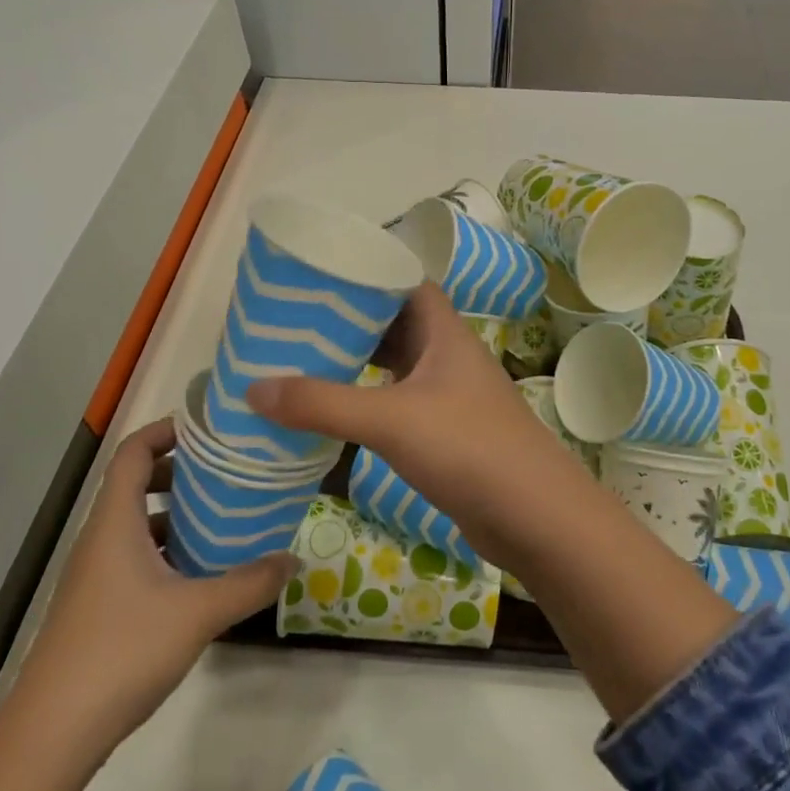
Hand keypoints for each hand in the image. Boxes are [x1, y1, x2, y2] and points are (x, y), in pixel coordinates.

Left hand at [16, 420, 294, 770]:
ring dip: (175, 513)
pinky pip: (133, 557)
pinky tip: (199, 574)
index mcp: (115, 522)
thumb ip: (250, 583)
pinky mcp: (96, 608)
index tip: (211, 430)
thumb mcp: (198, 613)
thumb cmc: (122, 652)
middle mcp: (100, 539)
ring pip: (135, 524)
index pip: (133, 451)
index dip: (167, 430)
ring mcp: (94, 576)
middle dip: (180, 471)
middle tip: (228, 473)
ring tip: (222, 518)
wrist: (50, 738)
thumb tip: (293, 559)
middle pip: (135, 483)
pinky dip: (165, 549)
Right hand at [247, 284, 586, 562]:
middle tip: (299, 320)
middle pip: (395, 322)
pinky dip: (369, 401)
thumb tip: (253, 388)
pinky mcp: (447, 433)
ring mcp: (450, 395)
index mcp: (443, 332)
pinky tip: (337, 413)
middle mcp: (447, 356)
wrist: (536, 518)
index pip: (406, 282)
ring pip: (397, 365)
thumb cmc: (469, 449)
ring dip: (358, 362)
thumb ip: (323, 404)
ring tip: (306, 360)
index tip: (321, 275)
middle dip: (352, 320)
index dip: (369, 272)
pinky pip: (399, 402)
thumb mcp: (390, 420)